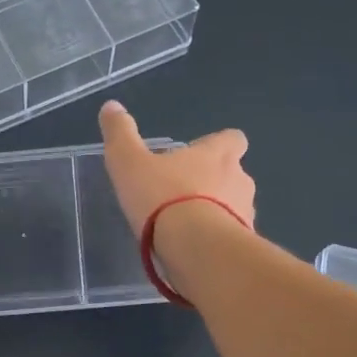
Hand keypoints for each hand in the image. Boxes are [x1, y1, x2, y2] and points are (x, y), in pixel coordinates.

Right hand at [97, 100, 255, 233]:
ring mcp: (246, 214)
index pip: (232, 139)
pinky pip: (230, 237)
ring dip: (217, 212)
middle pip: (234, 174)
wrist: (195, 248)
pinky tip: (193, 250)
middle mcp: (239, 180)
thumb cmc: (163, 197)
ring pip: (234, 207)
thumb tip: (110, 106)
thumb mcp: (129, 162)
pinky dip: (215, 240)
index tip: (198, 155)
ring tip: (187, 227)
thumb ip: (120, 134)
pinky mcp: (243, 245)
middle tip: (184, 194)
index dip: (218, 145)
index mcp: (217, 154)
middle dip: (215, 182)